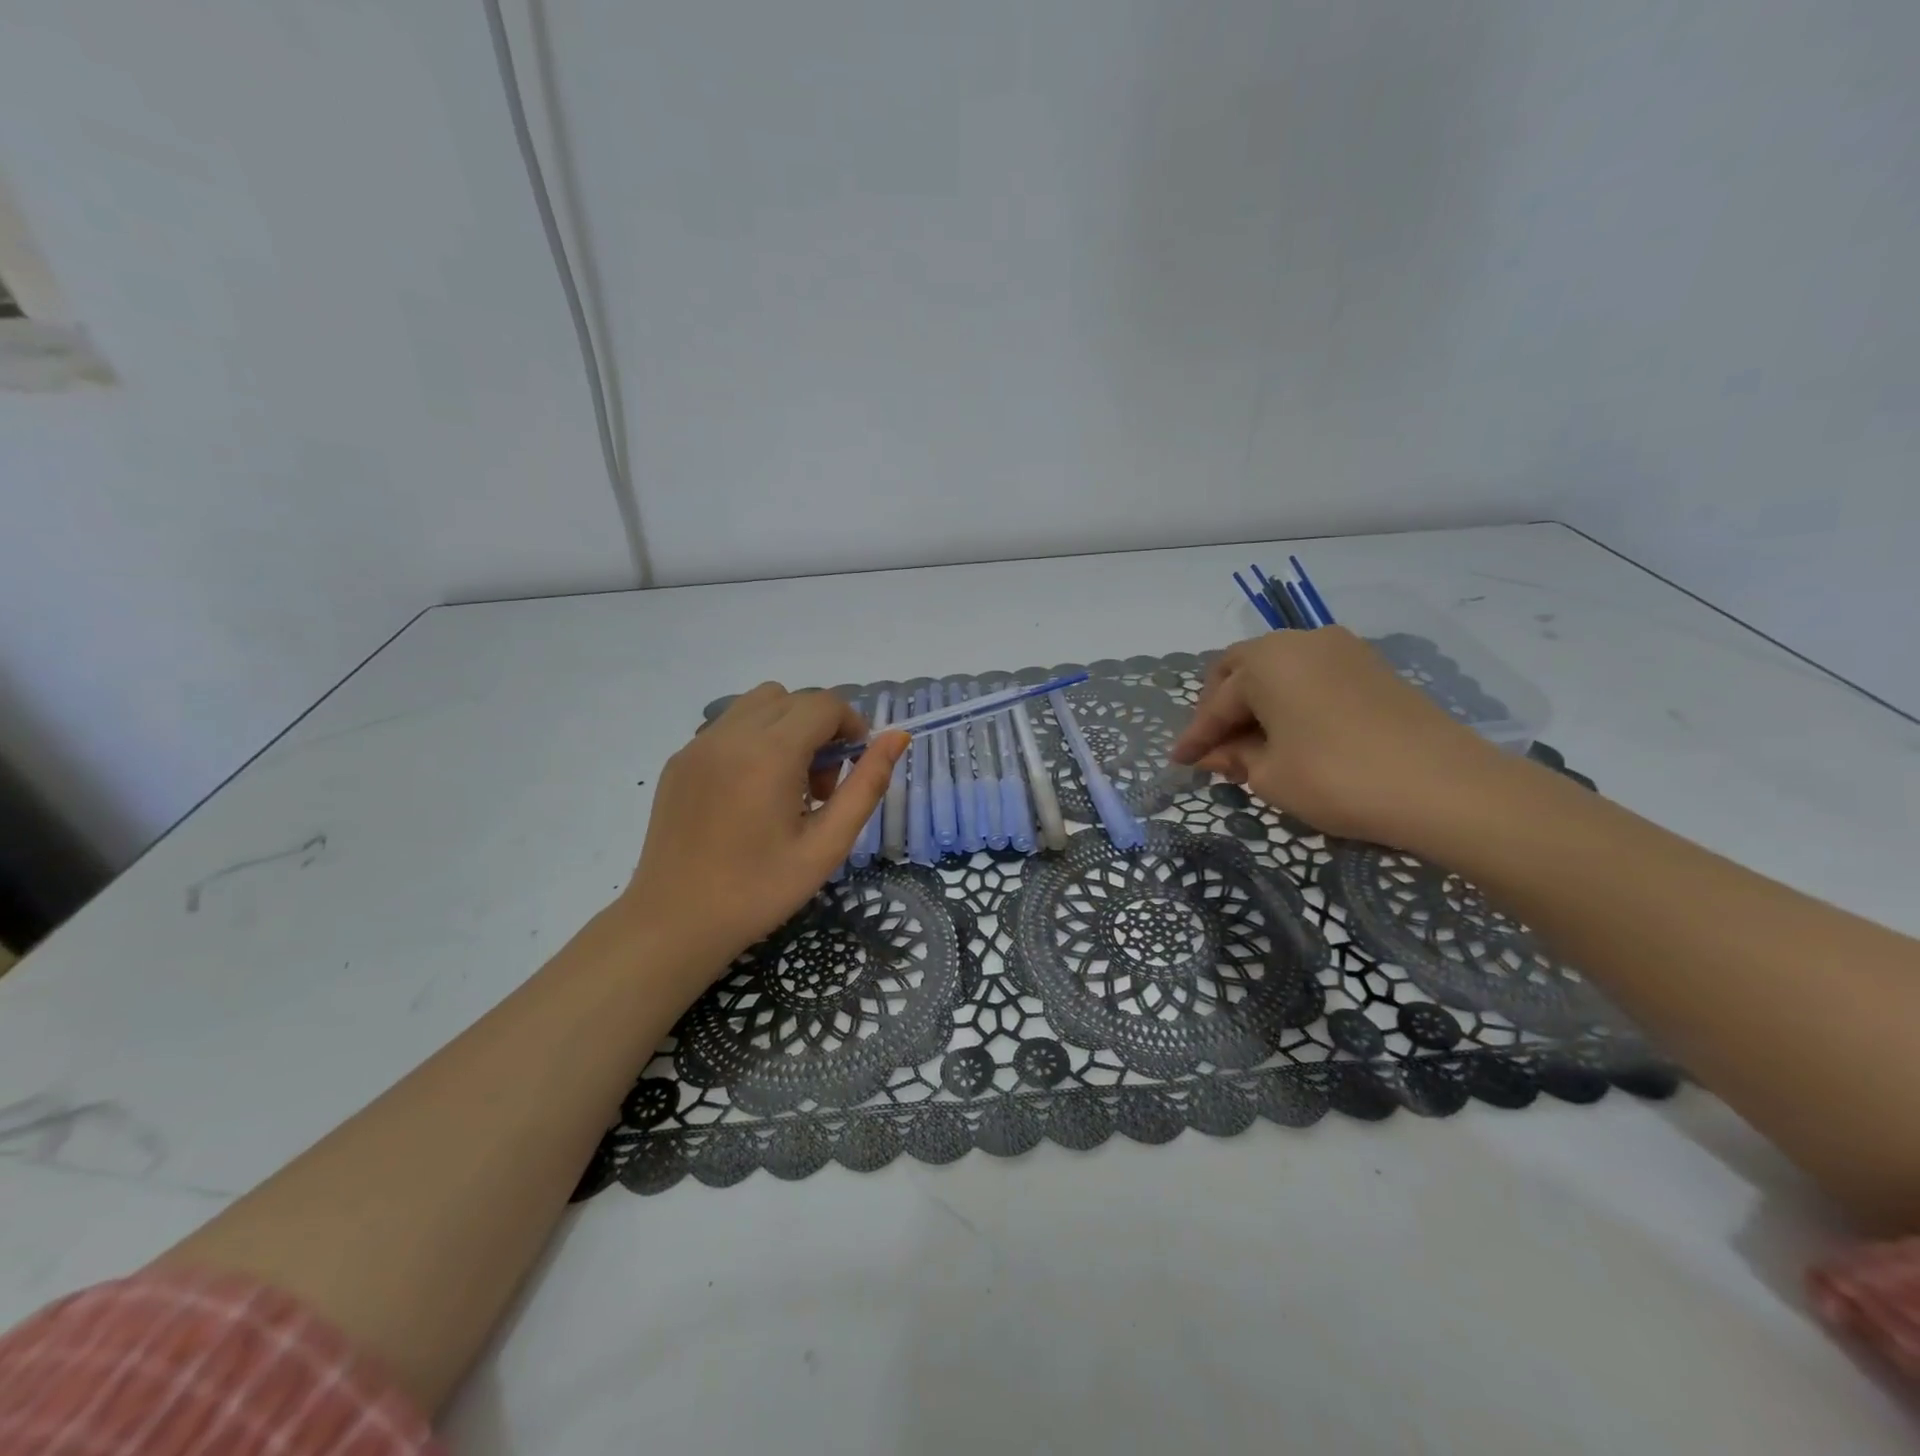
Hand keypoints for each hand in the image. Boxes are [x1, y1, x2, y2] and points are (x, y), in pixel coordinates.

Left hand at [620, 684, 907, 975]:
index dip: (851, 726)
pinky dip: (754, 739)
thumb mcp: (827, 845)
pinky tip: (751, 793)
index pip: (824, 704)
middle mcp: (730, 735)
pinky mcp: (679, 760)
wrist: (675, 923)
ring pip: (758, 704)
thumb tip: (898, 737)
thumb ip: (867, 785)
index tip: (855, 766)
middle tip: (820, 786)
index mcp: (769, 754)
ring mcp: (698, 745)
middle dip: (820, 728)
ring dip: (786, 727)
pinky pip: (728, 726)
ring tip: (787, 784)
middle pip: (792, 699)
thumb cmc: (759, 891)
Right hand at [1170, 628, 1509, 847]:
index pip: (1217, 702)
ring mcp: (1342, 650)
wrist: (1444, 786)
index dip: (1196, 737)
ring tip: (1253, 747)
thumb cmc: (1336, 777)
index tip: (1180, 762)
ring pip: (1279, 672)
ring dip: (1257, 704)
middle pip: (1242, 670)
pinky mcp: (1372, 668)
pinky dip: (1291, 702)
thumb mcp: (1270, 775)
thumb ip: (1234, 758)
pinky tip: (1292, 736)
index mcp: (1266, 660)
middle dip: (1221, 707)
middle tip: (1216, 747)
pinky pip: (1311, 678)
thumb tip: (1216, 754)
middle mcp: (1300, 641)